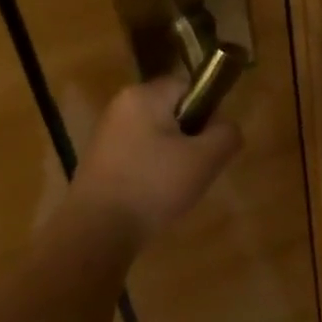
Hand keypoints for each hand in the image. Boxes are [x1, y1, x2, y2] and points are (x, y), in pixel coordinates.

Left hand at [73, 78, 242, 246]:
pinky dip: (150, 170)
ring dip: (171, 156)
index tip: (208, 144)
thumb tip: (226, 127)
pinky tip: (152, 196)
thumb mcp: (205, 159)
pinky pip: (138, 154)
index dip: (207, 112)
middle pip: (173, 111)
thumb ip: (226, 134)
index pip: (189, 87)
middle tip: (195, 168)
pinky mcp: (97, 160)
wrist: (94, 234)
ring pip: (156, 134)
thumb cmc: (152, 186)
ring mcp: (105, 133)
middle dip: (189, 137)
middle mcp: (121, 105)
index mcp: (144, 95)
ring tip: (173, 187)